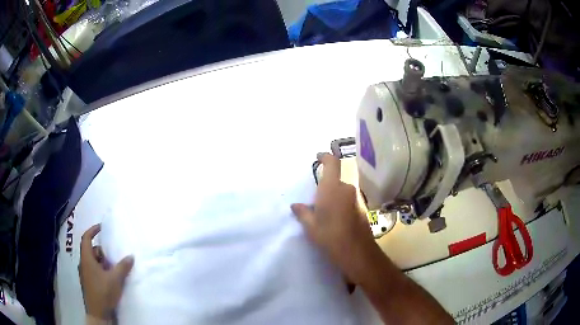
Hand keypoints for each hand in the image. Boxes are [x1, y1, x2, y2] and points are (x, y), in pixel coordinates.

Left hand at [79, 224, 133, 319]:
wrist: (98, 313)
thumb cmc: (103, 292)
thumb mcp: (115, 279)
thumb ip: (122, 267)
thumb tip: (131, 256)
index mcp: (86, 259)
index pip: (86, 238)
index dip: (92, 231)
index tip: (101, 228)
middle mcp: (83, 264)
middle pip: (91, 251)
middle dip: (102, 252)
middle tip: (113, 259)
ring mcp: (85, 274)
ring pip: (93, 262)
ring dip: (102, 263)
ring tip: (113, 271)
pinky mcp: (88, 282)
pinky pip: (93, 270)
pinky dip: (101, 270)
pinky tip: (110, 279)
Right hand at [291, 153, 381, 283]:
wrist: (357, 253)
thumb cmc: (330, 237)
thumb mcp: (311, 226)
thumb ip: (303, 212)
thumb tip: (295, 205)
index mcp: (332, 188)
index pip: (333, 163)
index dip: (326, 156)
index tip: (318, 156)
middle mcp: (346, 189)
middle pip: (336, 180)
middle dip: (325, 187)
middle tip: (315, 201)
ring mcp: (356, 199)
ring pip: (342, 192)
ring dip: (333, 197)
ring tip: (324, 214)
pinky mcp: (362, 209)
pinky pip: (347, 201)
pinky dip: (340, 205)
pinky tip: (335, 221)